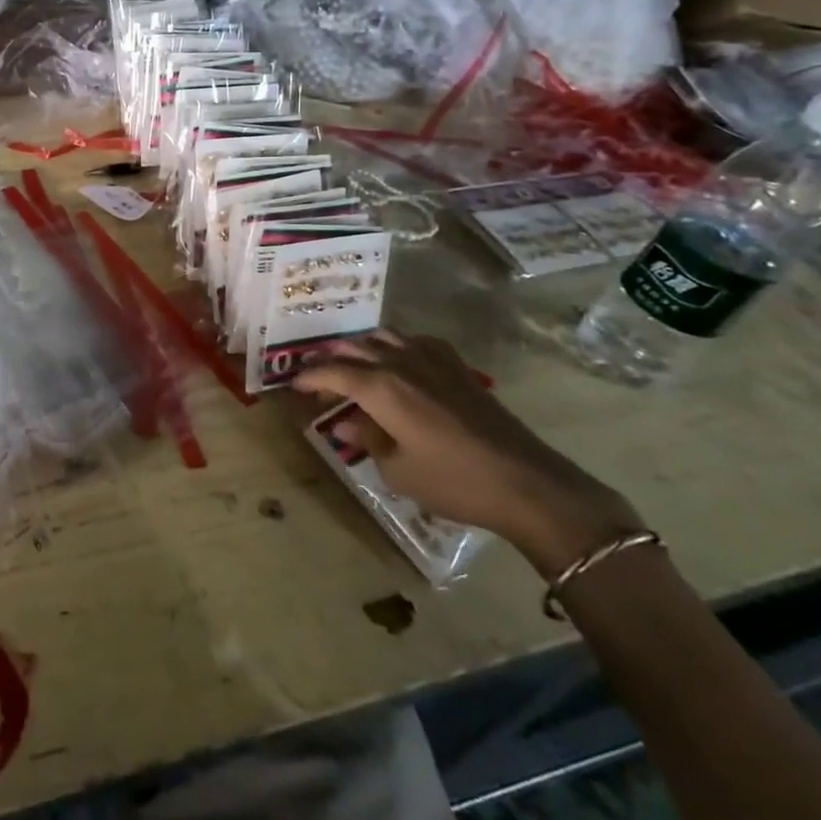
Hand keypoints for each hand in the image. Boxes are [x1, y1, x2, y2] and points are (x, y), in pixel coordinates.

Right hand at [296, 331, 640, 576]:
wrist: (527, 482)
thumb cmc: (454, 481)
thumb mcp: (397, 470)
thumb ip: (366, 440)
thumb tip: (346, 423)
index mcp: (379, 387)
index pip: (330, 372)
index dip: (308, 377)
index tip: (294, 385)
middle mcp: (399, 362)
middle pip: (352, 349)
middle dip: (329, 361)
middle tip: (319, 380)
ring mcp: (430, 359)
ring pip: (382, 336)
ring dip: (360, 348)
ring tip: (354, 366)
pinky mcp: (456, 366)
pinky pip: (414, 341)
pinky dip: (396, 346)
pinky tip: (399, 364)